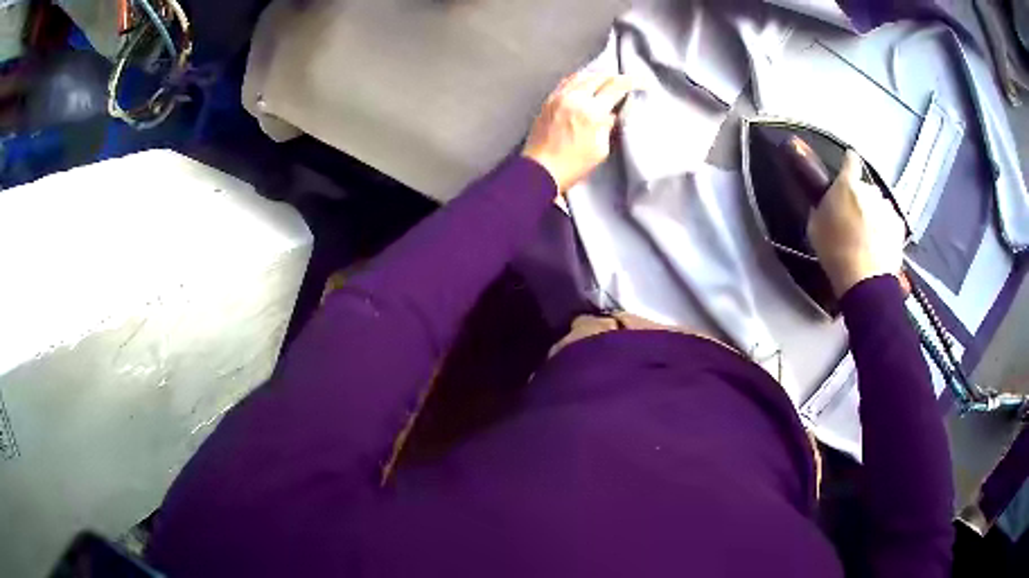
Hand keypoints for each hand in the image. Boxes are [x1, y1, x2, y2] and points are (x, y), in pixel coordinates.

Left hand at [522, 73, 633, 194]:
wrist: (539, 170)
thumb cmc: (573, 165)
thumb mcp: (600, 150)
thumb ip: (608, 127)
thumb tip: (612, 113)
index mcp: (591, 111)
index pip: (616, 86)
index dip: (632, 82)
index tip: (642, 82)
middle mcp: (575, 98)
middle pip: (599, 77)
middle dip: (615, 77)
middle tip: (626, 83)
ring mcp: (559, 97)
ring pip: (582, 76)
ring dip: (597, 76)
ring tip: (607, 81)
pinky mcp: (548, 101)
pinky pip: (567, 82)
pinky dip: (580, 79)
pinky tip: (584, 84)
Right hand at [808, 150, 905, 297]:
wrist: (865, 281)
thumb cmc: (835, 252)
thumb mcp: (816, 227)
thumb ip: (824, 207)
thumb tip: (828, 203)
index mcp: (847, 185)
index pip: (850, 160)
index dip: (848, 162)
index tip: (848, 166)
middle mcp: (870, 190)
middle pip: (866, 188)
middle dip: (861, 198)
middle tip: (853, 219)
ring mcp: (887, 209)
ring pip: (880, 205)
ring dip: (875, 214)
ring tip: (868, 236)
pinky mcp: (899, 227)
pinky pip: (890, 222)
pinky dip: (886, 229)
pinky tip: (879, 245)